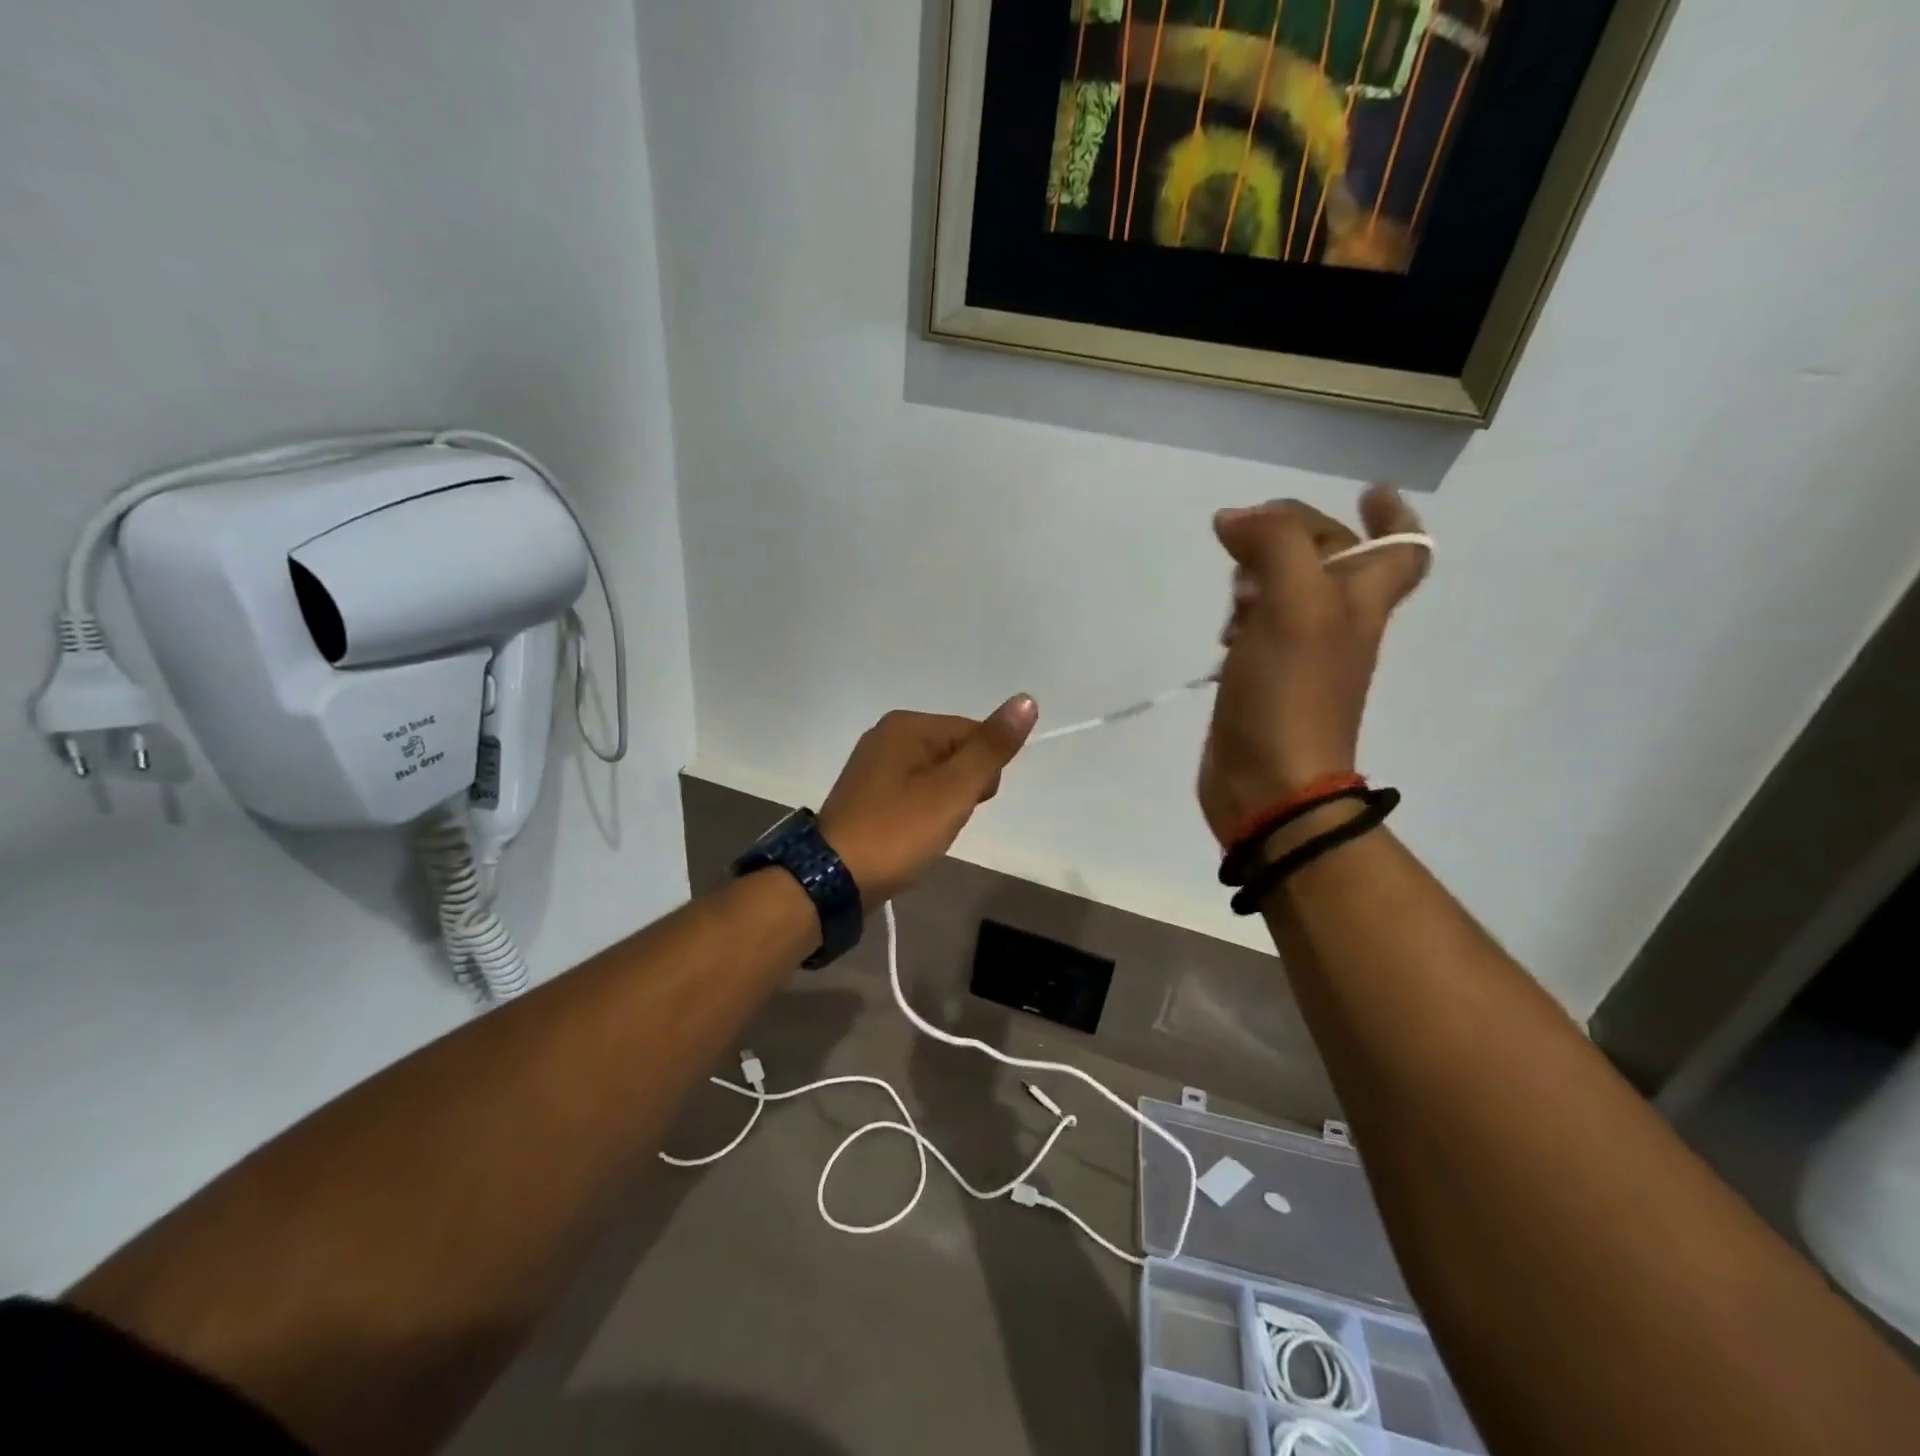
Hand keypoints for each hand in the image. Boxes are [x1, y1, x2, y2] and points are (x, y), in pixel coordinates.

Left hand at [820, 696, 1038, 906]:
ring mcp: (873, 767)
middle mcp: (887, 736)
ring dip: (943, 805)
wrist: (833, 879)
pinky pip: (913, 794)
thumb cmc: (898, 830)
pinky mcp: (868, 796)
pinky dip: (921, 814)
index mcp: (906, 725)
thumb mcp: (952, 790)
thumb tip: (1026, 699)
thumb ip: (990, 748)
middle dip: (962, 790)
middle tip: (942, 821)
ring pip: (936, 777)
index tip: (968, 804)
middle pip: (954, 753)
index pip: (973, 733)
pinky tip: (911, 836)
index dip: (983, 772)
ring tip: (925, 833)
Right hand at [1198, 486, 1428, 846]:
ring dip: (1261, 576)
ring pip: (1288, 592)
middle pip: (1330, 560)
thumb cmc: (1291, 694)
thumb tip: (1235, 519)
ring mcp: (1300, 655)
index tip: (1366, 490)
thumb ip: (1273, 546)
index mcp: (1360, 601)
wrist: (1269, 784)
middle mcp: (1338, 624)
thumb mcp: (1294, 605)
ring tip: (1233, 589)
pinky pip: (1258, 630)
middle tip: (1251, 536)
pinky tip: (1223, 632)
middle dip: (1295, 538)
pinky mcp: (1264, 680)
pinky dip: (1242, 617)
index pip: (1401, 548)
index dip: (1392, 515)